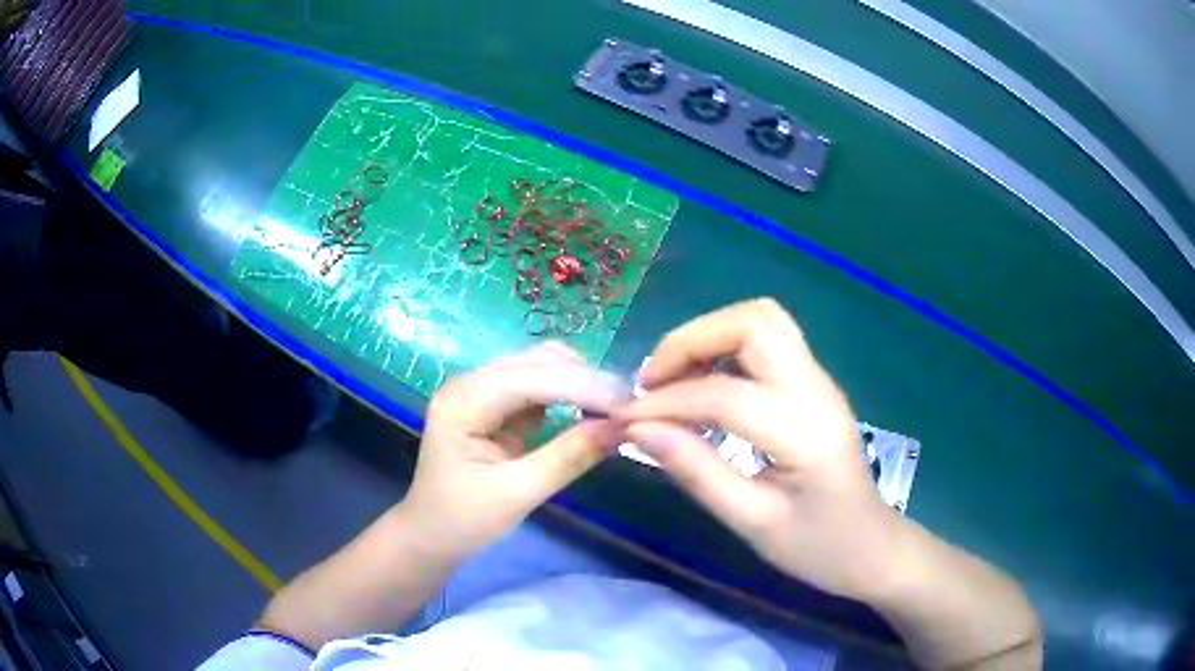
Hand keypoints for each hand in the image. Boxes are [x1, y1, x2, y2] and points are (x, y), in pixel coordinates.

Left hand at [400, 342, 626, 559]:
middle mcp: (471, 382)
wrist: (431, 536)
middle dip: (586, 381)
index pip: (532, 378)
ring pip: (544, 367)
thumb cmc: (463, 521)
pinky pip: (541, 386)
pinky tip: (593, 412)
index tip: (631, 405)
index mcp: (463, 401)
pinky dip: (571, 395)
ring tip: (617, 410)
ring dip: (582, 384)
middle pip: (539, 362)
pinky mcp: (496, 403)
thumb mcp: (517, 494)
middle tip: (631, 409)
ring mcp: (483, 390)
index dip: (584, 387)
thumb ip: (569, 457)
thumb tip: (623, 428)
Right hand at [613, 299, 906, 600]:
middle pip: (751, 322)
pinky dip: (726, 346)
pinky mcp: (814, 383)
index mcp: (806, 432)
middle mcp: (817, 389)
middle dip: (689, 341)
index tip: (623, 420)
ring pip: (761, 319)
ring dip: (709, 336)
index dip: (665, 403)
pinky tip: (705, 384)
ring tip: (674, 379)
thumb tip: (638, 430)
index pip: (724, 395)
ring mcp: (820, 380)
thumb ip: (697, 472)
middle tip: (652, 385)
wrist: (871, 546)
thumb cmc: (817, 547)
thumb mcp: (753, 523)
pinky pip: (768, 338)